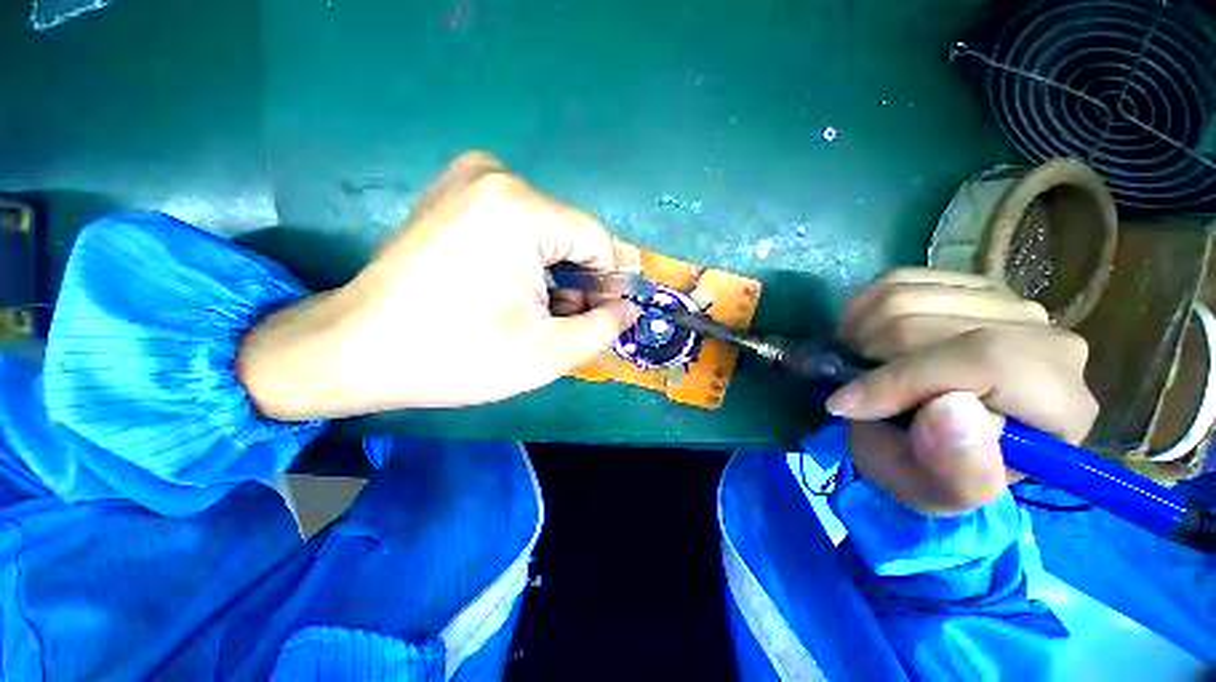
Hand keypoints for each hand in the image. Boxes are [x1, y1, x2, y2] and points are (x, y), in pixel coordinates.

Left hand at [239, 153, 640, 419]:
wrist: (356, 349)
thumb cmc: (457, 355)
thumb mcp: (549, 353)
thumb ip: (604, 327)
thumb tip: (629, 307)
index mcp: (522, 210)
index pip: (599, 243)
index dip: (607, 286)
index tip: (597, 320)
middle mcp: (497, 177)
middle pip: (571, 238)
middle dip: (575, 283)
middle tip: (556, 324)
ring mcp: (469, 179)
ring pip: (546, 234)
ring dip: (550, 275)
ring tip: (526, 313)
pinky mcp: (452, 193)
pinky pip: (516, 226)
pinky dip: (524, 260)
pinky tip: (502, 291)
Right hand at [827, 269, 1097, 515]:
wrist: (929, 439)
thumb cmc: (933, 471)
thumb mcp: (936, 491)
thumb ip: (957, 470)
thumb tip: (951, 407)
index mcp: (1061, 407)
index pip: (989, 361)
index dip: (907, 380)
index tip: (848, 405)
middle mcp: (1049, 341)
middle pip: (935, 325)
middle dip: (874, 361)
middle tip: (854, 391)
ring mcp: (1009, 303)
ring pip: (906, 299)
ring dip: (861, 337)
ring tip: (858, 368)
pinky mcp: (968, 285)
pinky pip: (897, 281)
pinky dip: (860, 312)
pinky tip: (863, 340)